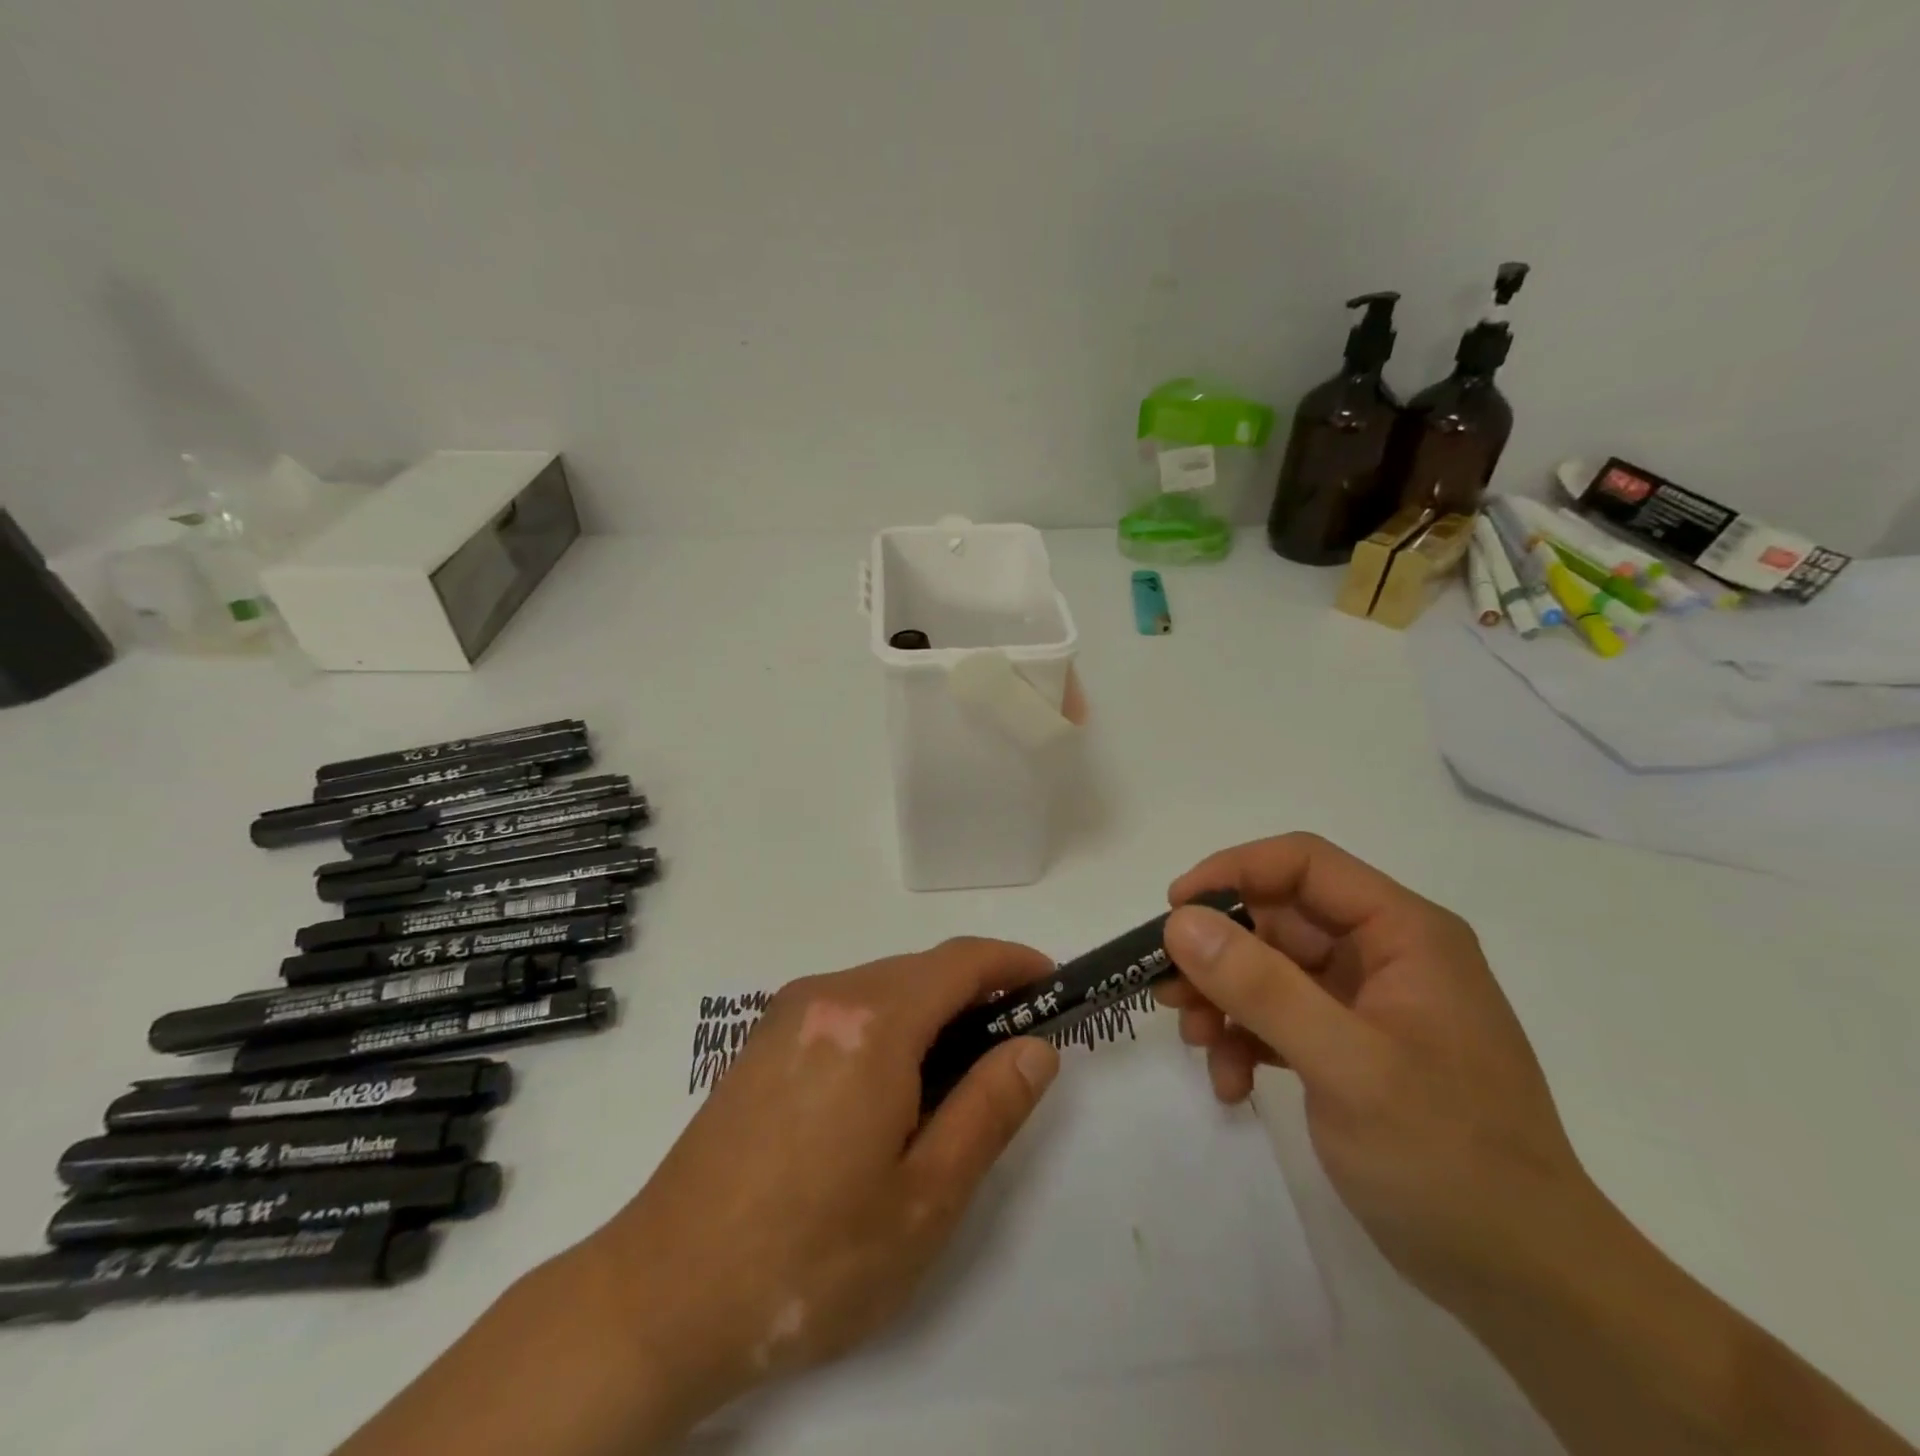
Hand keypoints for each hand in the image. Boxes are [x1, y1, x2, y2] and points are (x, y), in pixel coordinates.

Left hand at [584, 938, 1060, 1427]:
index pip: (960, 963)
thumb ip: (989, 1110)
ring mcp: (785, 1014)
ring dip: (930, 1013)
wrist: (662, 1295)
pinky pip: (845, 1008)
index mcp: (871, 1023)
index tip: (1051, 983)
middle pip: (920, 971)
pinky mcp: (761, 1040)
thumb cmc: (810, 1256)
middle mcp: (825, 995)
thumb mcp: (925, 1198)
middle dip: (975, 995)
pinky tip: (887, 1091)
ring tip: (953, 1082)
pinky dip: (887, 1025)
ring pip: (882, 988)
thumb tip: (1035, 1048)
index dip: (1013, 963)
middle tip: (1011, 1052)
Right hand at [1157, 832, 1596, 1311]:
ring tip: (1196, 1043)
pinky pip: (1279, 1018)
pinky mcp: (1350, 1047)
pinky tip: (1232, 1084)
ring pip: (1269, 969)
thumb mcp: (1347, 1065)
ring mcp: (1367, 1003)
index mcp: (1403, 933)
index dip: (1232, 872)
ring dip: (1223, 1001)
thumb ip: (1262, 987)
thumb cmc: (1447, 1157)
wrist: (1524, 1280)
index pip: (1303, 864)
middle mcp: (1384, 954)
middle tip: (1168, 993)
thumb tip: (1181, 921)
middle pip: (1277, 919)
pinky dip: (1245, 1041)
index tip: (1173, 910)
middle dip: (1218, 953)